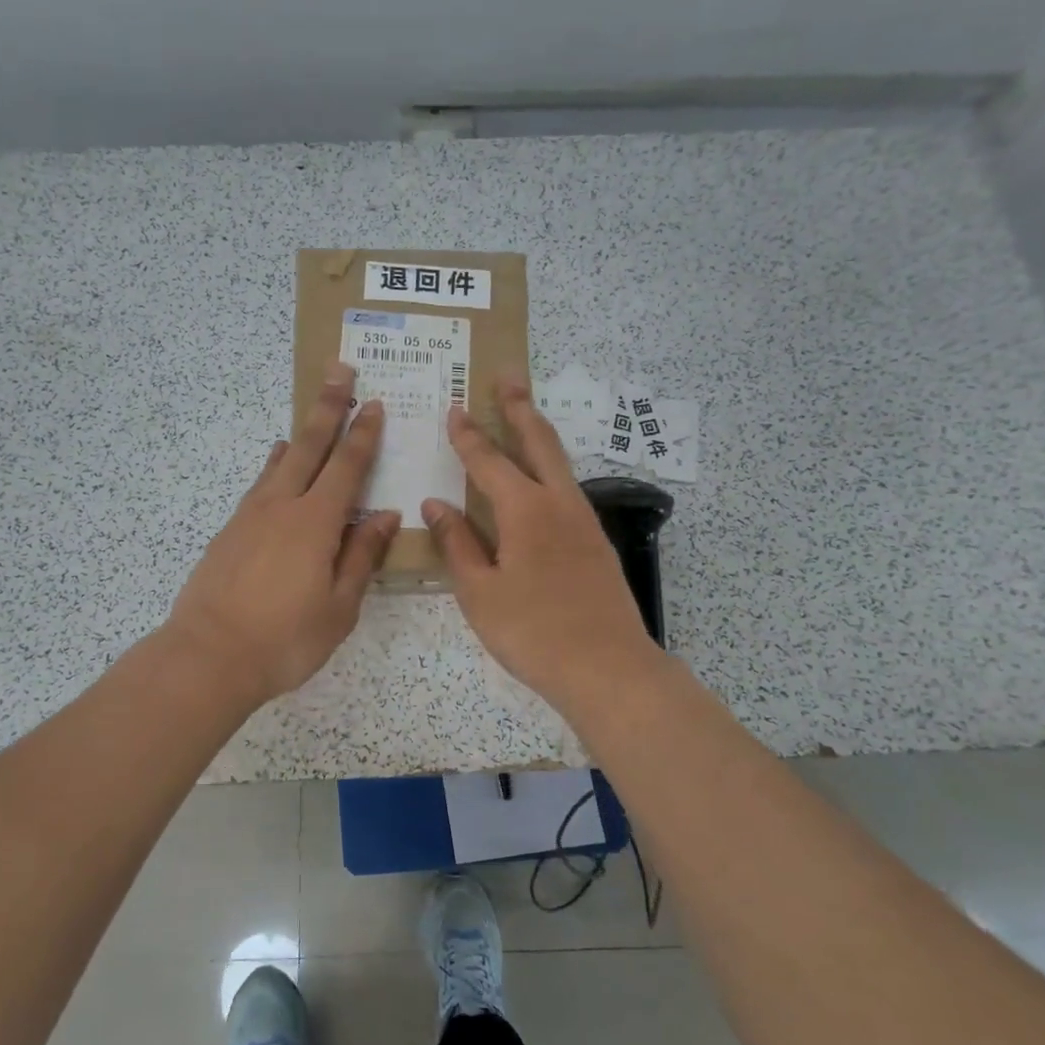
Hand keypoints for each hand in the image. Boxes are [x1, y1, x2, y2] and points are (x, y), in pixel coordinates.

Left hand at [164, 361, 399, 707]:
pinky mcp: (228, 532)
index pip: (346, 467)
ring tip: (308, 419)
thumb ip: (361, 557)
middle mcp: (281, 506)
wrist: (209, 656)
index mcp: (315, 523)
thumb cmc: (285, 639)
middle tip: (339, 371)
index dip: (363, 435)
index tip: (374, 404)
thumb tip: (384, 516)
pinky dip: (272, 468)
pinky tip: (275, 470)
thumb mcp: (339, 607)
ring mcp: (249, 516)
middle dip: (327, 408)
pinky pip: (258, 486)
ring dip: (298, 436)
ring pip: (278, 463)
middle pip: (308, 447)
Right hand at [421, 371, 666, 719]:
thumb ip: (456, 543)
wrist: (608, 668)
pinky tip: (541, 482)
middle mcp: (559, 503)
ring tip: (524, 416)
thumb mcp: (480, 592)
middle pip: (539, 442)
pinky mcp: (596, 542)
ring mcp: (584, 521)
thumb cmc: (532, 632)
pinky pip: (567, 489)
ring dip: (539, 434)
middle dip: (520, 407)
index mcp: (525, 510)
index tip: (454, 407)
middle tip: (508, 377)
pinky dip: (550, 468)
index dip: (468, 435)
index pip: (488, 461)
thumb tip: (436, 504)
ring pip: (559, 462)